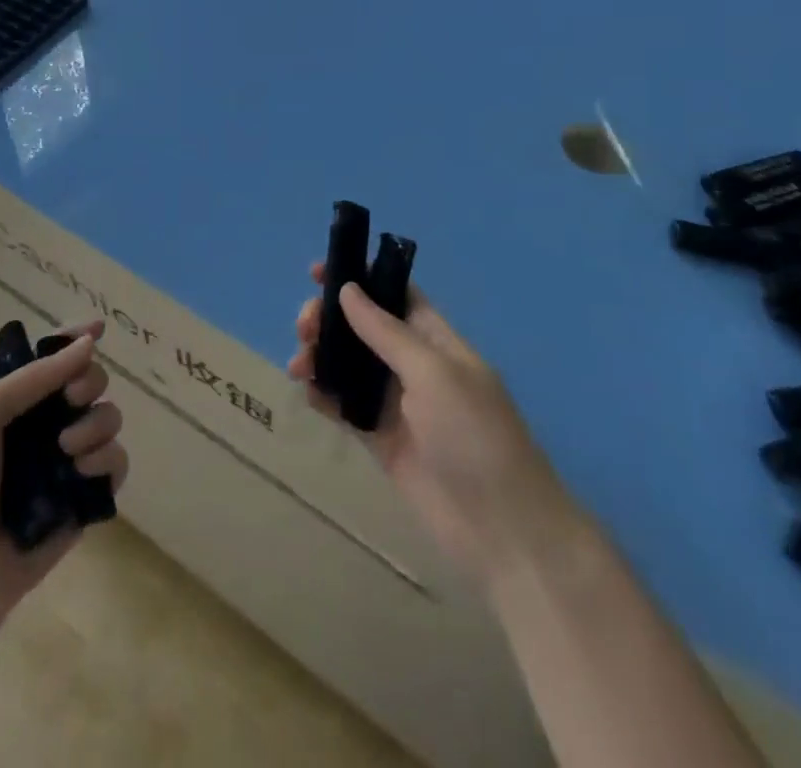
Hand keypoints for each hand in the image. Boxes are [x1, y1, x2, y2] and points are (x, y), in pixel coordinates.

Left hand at [0, 319, 128, 634]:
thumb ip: (37, 376)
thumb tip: (90, 340)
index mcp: (12, 402)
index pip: (52, 359)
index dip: (75, 340)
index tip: (97, 329)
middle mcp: (42, 427)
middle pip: (89, 382)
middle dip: (89, 381)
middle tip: (73, 397)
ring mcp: (66, 463)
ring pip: (108, 418)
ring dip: (96, 423)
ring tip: (68, 447)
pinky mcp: (84, 500)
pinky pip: (116, 464)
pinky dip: (107, 460)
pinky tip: (83, 472)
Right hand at [289, 268, 585, 589]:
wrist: (501, 528)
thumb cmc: (473, 434)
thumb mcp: (433, 372)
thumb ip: (386, 332)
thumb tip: (348, 288)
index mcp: (435, 340)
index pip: (394, 295)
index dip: (360, 279)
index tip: (317, 272)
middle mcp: (414, 366)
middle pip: (364, 329)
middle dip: (331, 320)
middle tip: (304, 328)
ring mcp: (397, 404)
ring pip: (349, 366)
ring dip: (322, 356)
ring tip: (299, 365)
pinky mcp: (382, 440)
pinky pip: (345, 407)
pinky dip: (324, 395)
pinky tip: (307, 392)